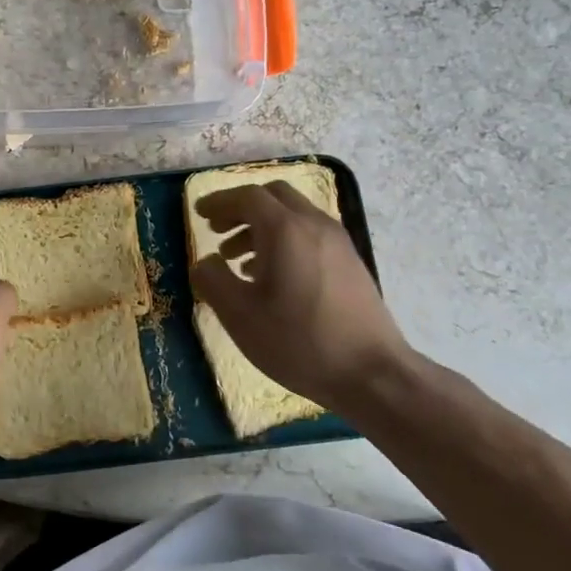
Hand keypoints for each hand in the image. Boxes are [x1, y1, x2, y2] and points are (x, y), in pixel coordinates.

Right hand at [191, 183, 419, 413]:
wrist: (372, 373)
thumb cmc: (299, 341)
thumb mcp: (240, 315)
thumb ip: (213, 280)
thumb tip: (205, 262)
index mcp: (285, 230)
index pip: (247, 197)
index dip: (219, 201)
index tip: (198, 213)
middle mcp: (314, 224)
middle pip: (273, 197)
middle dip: (241, 208)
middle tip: (217, 231)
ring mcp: (337, 242)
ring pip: (293, 215)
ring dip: (261, 226)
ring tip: (238, 260)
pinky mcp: (350, 262)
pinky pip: (309, 234)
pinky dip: (283, 240)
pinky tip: (271, 276)